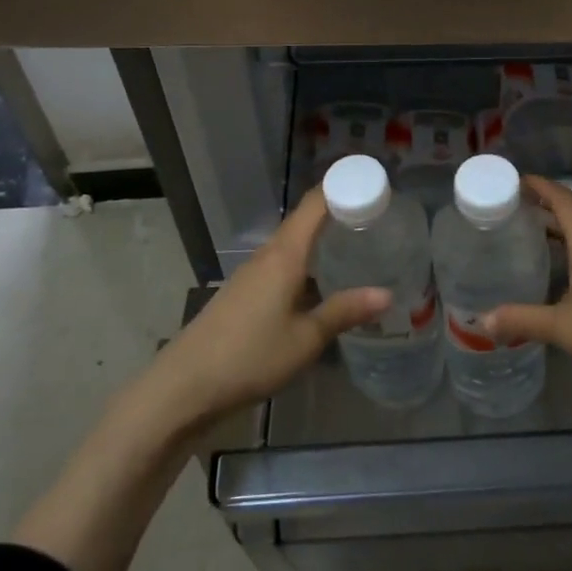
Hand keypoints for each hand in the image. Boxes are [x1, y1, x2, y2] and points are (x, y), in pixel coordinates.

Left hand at [151, 187, 388, 426]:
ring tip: (356, 244)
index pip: (316, 203)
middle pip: (304, 219)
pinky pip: (282, 262)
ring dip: (321, 237)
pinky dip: (306, 260)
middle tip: (376, 216)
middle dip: (338, 211)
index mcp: (284, 254)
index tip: (374, 185)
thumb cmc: (250, 356)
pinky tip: (320, 282)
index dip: (343, 186)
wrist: (184, 385)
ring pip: (292, 242)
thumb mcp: (305, 339)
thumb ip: (344, 312)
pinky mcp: (243, 292)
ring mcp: (251, 273)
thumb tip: (387, 294)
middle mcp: (267, 255)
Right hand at [481, 175, 571, 408]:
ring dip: (565, 235)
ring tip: (536, 245)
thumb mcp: (566, 329)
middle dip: (546, 211)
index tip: (515, 180)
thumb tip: (482, 321)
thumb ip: (523, 320)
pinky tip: (571, 278)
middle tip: (514, 216)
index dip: (539, 186)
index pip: (563, 199)